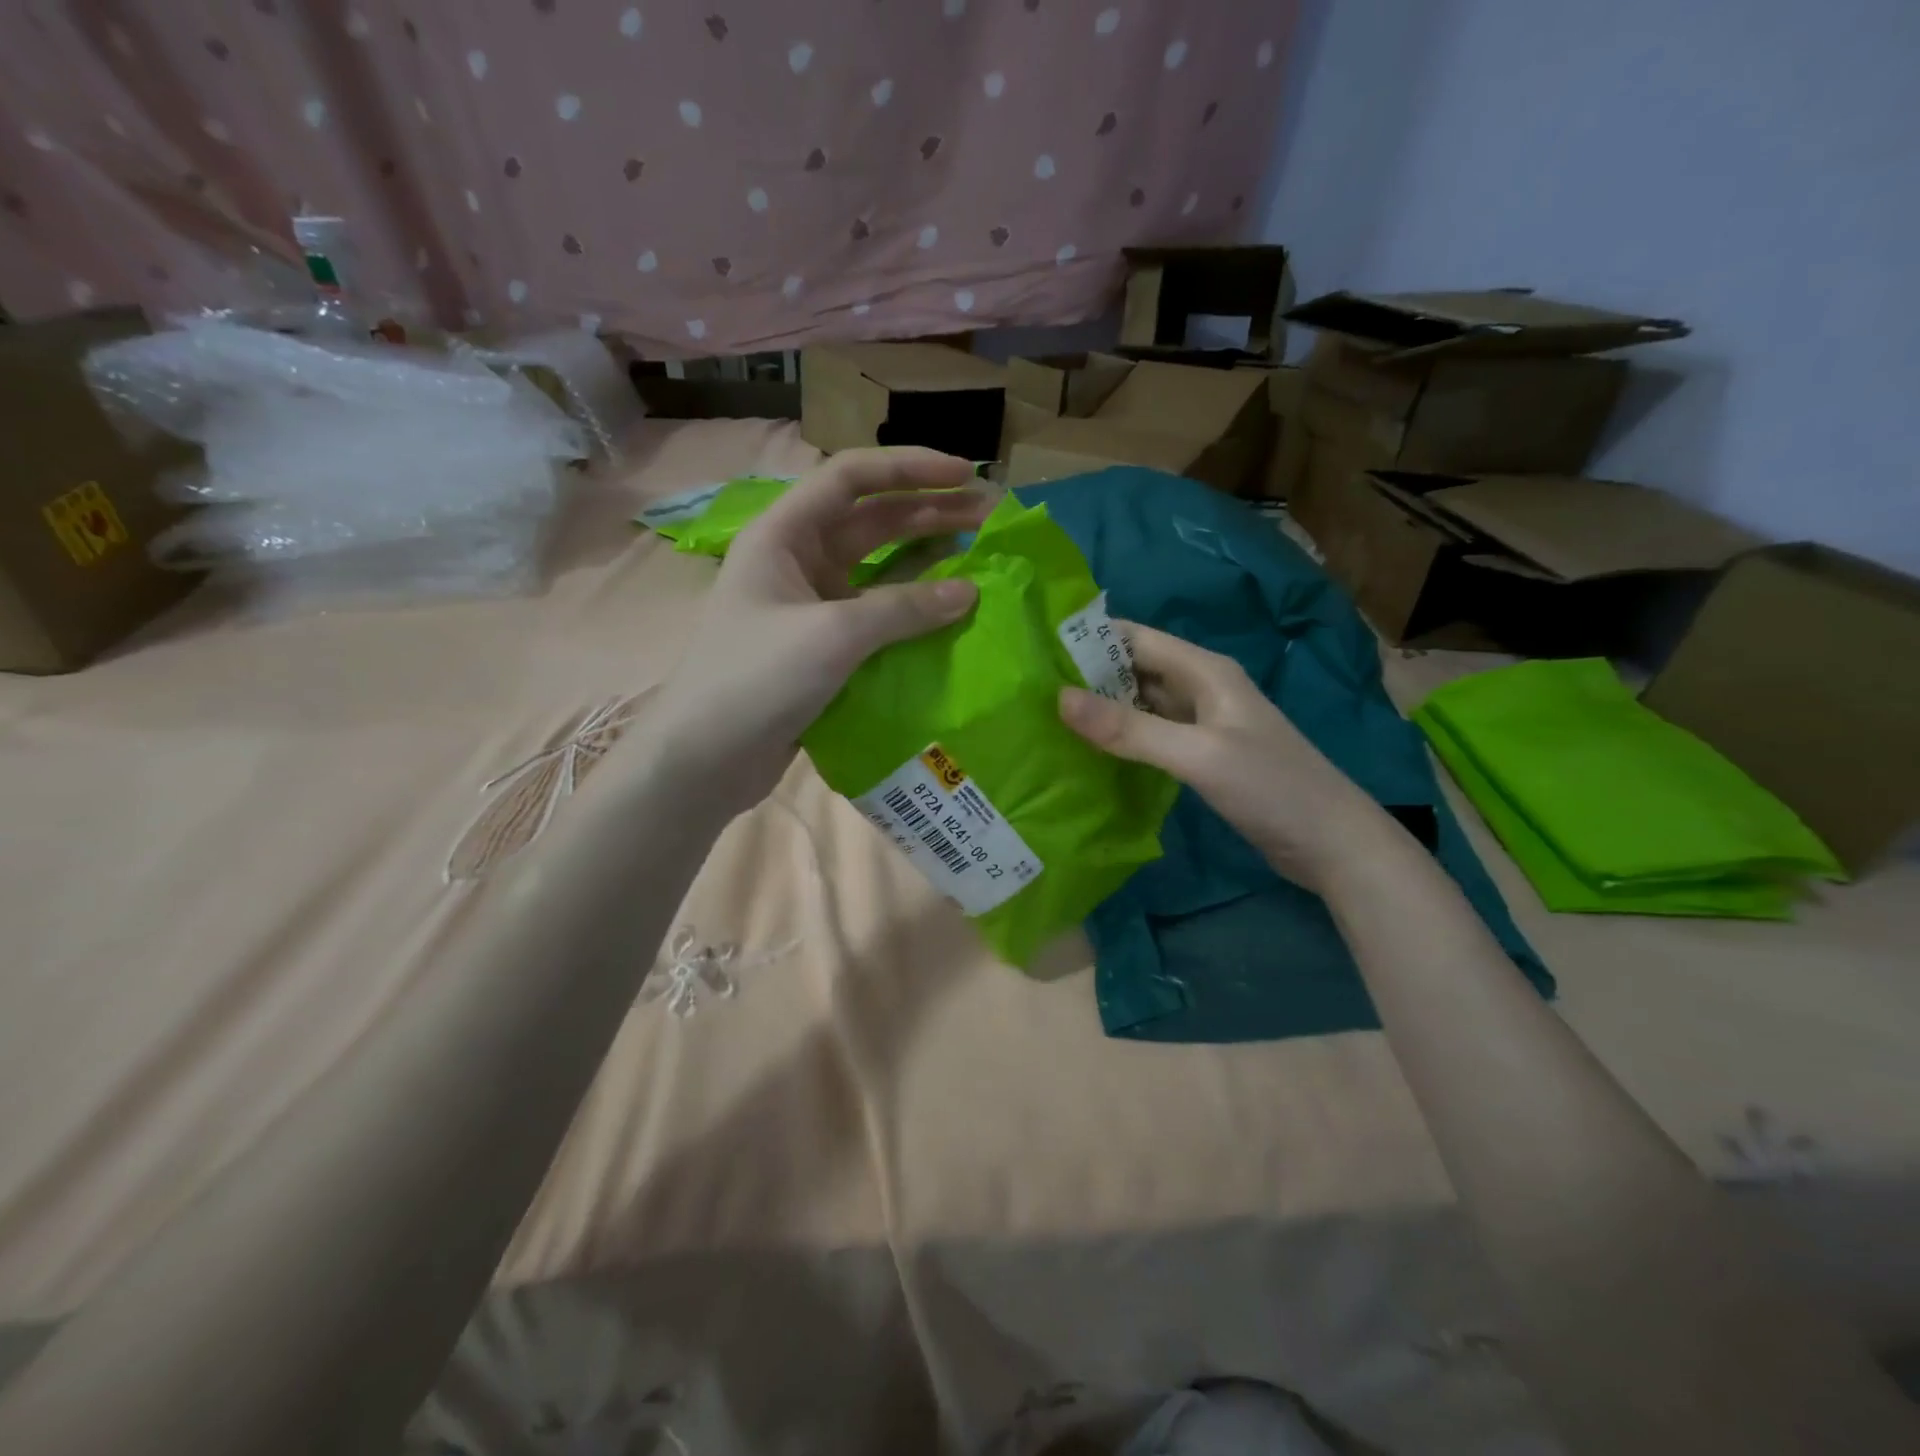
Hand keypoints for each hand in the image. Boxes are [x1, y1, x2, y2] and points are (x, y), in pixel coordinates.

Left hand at [650, 447, 991, 816]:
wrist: (704, 759)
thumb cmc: (756, 680)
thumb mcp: (833, 634)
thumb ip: (903, 609)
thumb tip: (969, 592)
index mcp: (783, 535)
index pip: (851, 477)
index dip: (910, 468)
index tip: (963, 474)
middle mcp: (797, 560)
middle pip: (871, 520)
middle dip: (929, 512)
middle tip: (988, 515)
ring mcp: (810, 606)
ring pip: (877, 568)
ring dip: (925, 559)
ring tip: (979, 554)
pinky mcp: (822, 647)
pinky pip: (875, 615)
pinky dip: (910, 610)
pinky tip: (948, 613)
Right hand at [1058, 622, 1392, 891]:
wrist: (1333, 844)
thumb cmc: (1272, 787)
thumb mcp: (1198, 754)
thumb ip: (1130, 729)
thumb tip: (1059, 699)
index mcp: (1204, 671)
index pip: (1134, 638)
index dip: (1087, 640)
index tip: (1036, 652)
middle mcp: (1200, 688)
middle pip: (1134, 670)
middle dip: (1087, 677)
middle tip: (1030, 693)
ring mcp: (1201, 724)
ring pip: (1140, 705)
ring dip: (1102, 710)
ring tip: (1046, 721)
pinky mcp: (1201, 756)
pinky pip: (1150, 736)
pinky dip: (1121, 740)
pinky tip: (1088, 754)